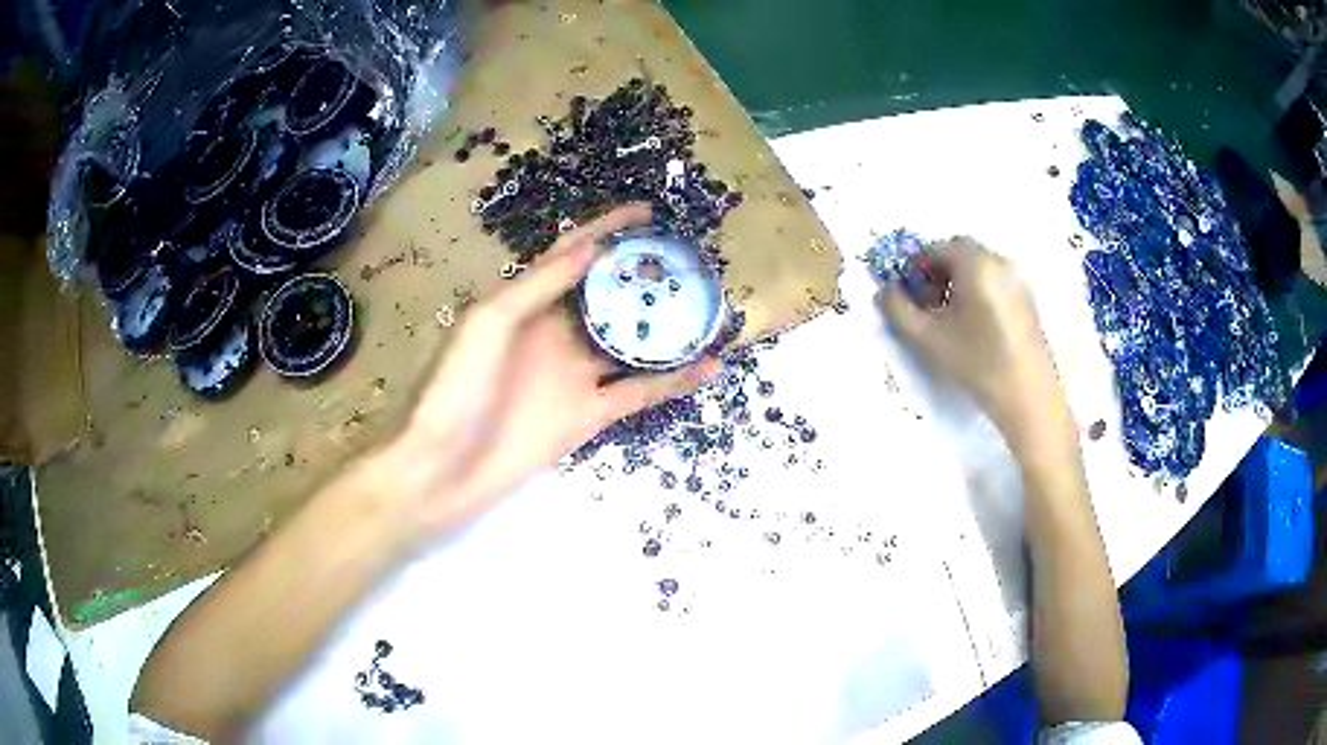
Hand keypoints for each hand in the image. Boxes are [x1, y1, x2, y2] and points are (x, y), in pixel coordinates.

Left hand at [385, 204, 717, 537]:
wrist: (445, 467)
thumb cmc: (455, 388)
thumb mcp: (488, 323)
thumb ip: (538, 285)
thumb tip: (591, 247)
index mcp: (526, 305)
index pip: (572, 255)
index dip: (607, 230)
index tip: (647, 212)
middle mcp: (555, 333)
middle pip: (608, 295)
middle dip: (644, 275)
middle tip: (688, 258)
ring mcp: (576, 375)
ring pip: (631, 341)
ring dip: (666, 325)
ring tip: (708, 305)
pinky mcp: (591, 414)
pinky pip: (640, 392)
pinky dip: (674, 380)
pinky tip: (710, 365)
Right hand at [876, 238, 1065, 449]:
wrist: (1028, 396)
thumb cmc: (977, 363)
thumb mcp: (929, 339)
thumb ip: (899, 311)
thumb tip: (885, 291)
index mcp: (975, 263)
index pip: (937, 248)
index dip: (916, 267)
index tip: (907, 293)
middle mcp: (999, 262)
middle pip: (960, 253)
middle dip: (938, 272)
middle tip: (926, 303)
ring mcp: (1017, 280)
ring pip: (979, 267)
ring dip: (958, 282)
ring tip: (949, 318)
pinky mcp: (1027, 300)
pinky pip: (996, 281)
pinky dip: (978, 291)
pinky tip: (974, 326)